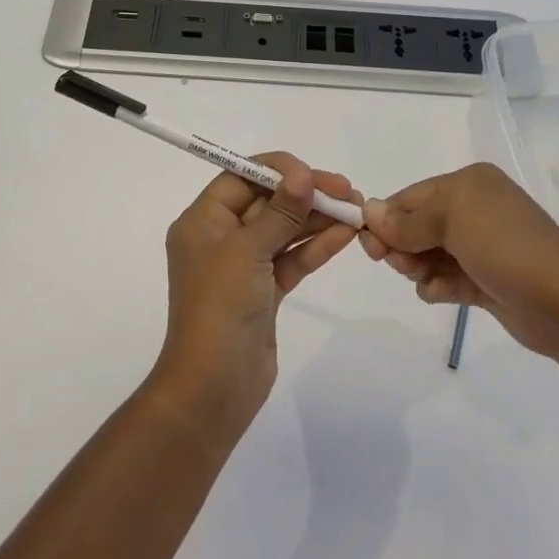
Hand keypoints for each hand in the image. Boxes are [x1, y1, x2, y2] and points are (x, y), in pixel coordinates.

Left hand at [152, 153, 360, 436]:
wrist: (214, 387)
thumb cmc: (220, 308)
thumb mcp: (247, 251)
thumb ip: (279, 212)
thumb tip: (302, 174)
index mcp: (202, 222)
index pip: (240, 178)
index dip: (278, 171)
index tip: (313, 173)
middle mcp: (220, 238)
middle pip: (266, 202)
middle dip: (305, 194)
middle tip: (348, 190)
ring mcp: (244, 266)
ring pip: (284, 231)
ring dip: (317, 219)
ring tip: (356, 210)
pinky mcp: (264, 292)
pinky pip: (292, 259)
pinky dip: (316, 246)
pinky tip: (346, 234)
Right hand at [361, 163, 558, 364]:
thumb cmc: (504, 246)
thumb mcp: (452, 220)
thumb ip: (406, 220)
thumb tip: (367, 209)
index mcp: (469, 184)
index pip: (411, 196)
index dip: (386, 218)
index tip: (368, 246)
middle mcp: (475, 209)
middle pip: (417, 225)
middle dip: (402, 245)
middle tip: (398, 265)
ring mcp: (482, 247)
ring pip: (428, 254)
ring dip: (418, 267)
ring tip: (425, 279)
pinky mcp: (486, 280)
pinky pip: (446, 278)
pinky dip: (438, 286)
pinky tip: (443, 294)